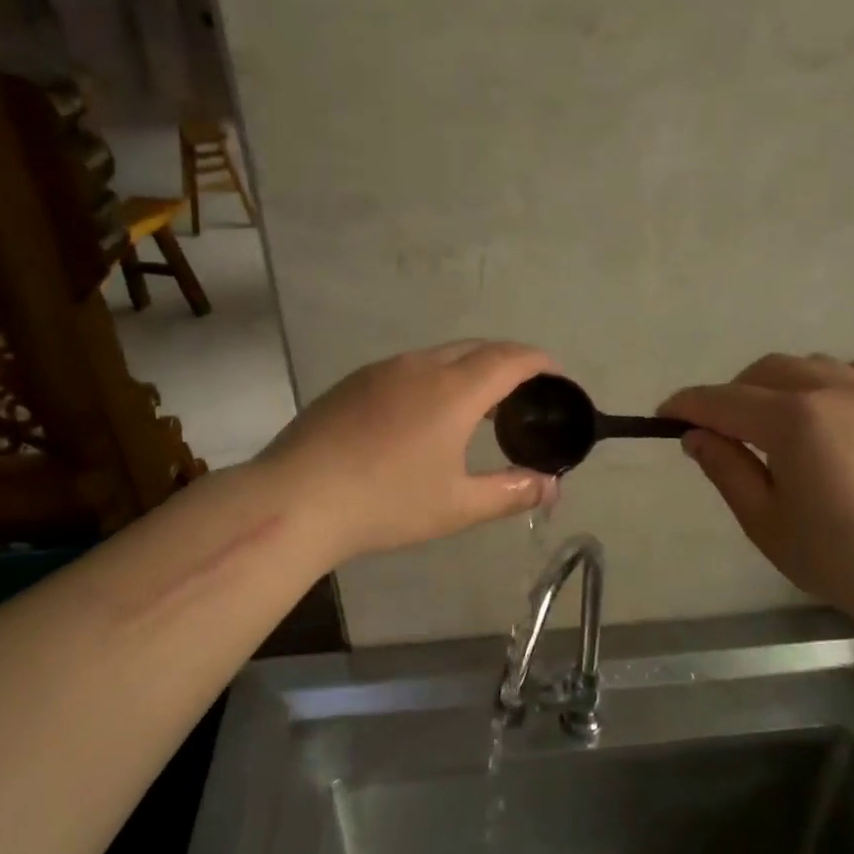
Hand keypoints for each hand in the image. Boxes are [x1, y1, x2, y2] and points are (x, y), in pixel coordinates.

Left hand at [257, 341, 557, 562]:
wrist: (296, 499)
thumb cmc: (386, 503)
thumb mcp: (457, 505)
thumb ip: (511, 492)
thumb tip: (550, 486)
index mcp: (453, 390)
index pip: (510, 359)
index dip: (540, 362)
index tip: (558, 376)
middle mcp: (420, 367)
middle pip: (477, 348)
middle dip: (509, 361)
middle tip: (526, 391)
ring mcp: (382, 371)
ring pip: (441, 355)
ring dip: (470, 369)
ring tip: (481, 404)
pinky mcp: (354, 382)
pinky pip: (410, 368)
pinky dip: (437, 378)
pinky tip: (427, 414)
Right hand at [660, 355, 853, 627]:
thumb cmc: (840, 557)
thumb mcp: (765, 521)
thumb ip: (726, 468)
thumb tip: (695, 435)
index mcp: (793, 420)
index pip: (723, 401)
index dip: (687, 406)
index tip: (663, 416)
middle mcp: (830, 390)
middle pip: (763, 372)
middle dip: (731, 395)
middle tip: (718, 433)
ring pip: (807, 364)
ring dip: (777, 385)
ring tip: (771, 424)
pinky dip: (839, 377)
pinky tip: (834, 404)